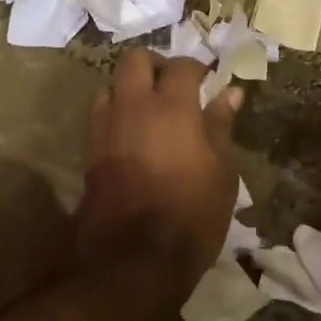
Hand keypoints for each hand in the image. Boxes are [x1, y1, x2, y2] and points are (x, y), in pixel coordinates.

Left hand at [77, 51, 242, 287]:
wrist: (135, 260)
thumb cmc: (192, 214)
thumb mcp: (222, 171)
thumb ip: (221, 126)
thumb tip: (230, 92)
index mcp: (172, 107)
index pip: (182, 66)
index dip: (197, 67)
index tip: (208, 78)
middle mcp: (133, 107)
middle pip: (135, 60)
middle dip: (156, 64)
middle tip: (175, 84)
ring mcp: (105, 129)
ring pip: (110, 85)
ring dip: (129, 88)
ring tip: (149, 109)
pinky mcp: (90, 153)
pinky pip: (100, 115)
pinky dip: (116, 113)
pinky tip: (133, 135)